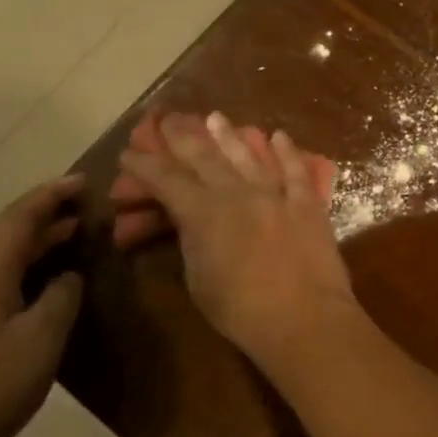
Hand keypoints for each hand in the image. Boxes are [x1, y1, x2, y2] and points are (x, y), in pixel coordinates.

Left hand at [0, 177, 84, 436]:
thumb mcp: (41, 338)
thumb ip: (62, 297)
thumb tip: (68, 276)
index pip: (20, 217)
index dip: (52, 195)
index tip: (84, 182)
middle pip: (10, 230)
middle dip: (48, 211)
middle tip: (88, 205)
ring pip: (5, 253)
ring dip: (40, 238)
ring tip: (77, 232)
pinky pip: (3, 275)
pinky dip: (31, 263)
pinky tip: (51, 278)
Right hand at [115, 112, 356, 363]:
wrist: (304, 318)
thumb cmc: (241, 311)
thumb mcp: (199, 280)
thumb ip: (192, 243)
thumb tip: (189, 223)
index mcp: (203, 213)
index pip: (166, 180)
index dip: (144, 165)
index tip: (129, 151)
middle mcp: (237, 193)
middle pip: (205, 157)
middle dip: (183, 136)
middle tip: (169, 119)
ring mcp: (276, 195)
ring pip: (248, 156)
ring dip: (230, 136)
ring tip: (216, 117)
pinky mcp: (307, 204)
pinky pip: (296, 171)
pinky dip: (287, 152)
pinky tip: (279, 136)